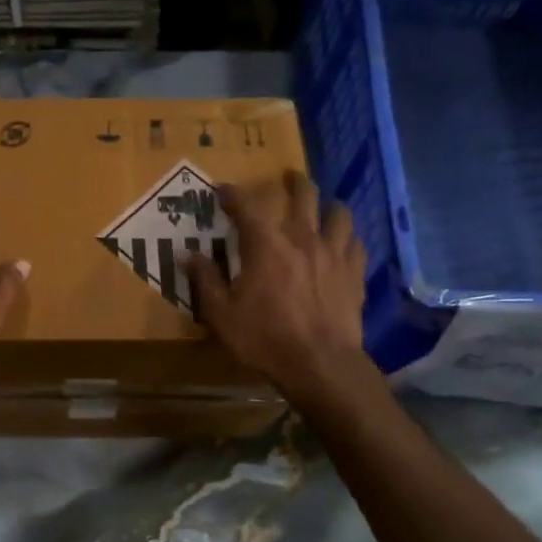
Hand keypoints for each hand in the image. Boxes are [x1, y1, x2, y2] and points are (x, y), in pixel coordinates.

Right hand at [187, 170, 373, 398]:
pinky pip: (356, 244)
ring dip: (328, 205)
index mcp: (266, 246)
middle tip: (288, 177)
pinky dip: (347, 238)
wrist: (320, 365)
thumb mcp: (221, 314)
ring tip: (323, 207)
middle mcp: (303, 239)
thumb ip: (205, 280)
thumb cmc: (264, 338)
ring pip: (339, 214)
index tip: (222, 190)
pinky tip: (342, 244)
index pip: (246, 207)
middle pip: (304, 196)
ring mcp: (334, 254)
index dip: (232, 194)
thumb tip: (186, 254)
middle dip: (293, 182)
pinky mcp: (354, 274)